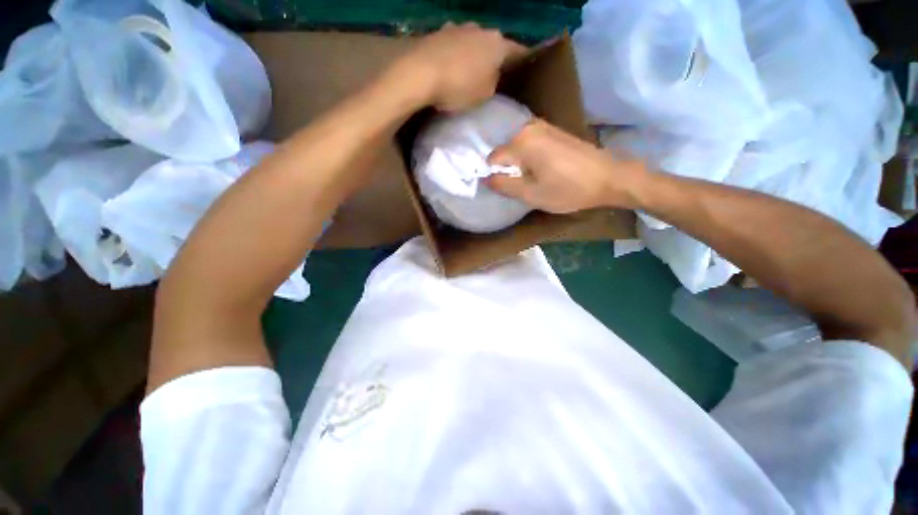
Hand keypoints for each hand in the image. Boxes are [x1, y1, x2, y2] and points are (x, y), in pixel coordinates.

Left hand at [392, 23, 525, 110]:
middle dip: (494, 59)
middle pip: (493, 44)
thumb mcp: (485, 94)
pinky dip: (456, 55)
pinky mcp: (438, 33)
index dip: (522, 64)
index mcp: (498, 44)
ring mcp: (457, 27)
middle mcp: (480, 29)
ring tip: (470, 73)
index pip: (518, 52)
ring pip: (472, 43)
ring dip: (473, 55)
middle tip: (493, 77)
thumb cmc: (459, 86)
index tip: (522, 75)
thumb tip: (493, 78)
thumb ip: (494, 84)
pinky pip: (454, 46)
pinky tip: (451, 68)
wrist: (420, 72)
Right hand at [485, 119, 646, 212]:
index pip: (492, 159)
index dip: (496, 176)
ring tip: (534, 179)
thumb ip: (504, 185)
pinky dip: (530, 158)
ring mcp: (543, 126)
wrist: (608, 177)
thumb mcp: (531, 194)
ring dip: (520, 165)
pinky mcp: (553, 130)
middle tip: (522, 186)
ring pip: (517, 148)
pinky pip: (530, 144)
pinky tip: (543, 170)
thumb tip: (485, 179)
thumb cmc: (568, 189)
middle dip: (508, 170)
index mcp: (521, 142)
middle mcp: (528, 127)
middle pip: (505, 152)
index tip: (507, 188)